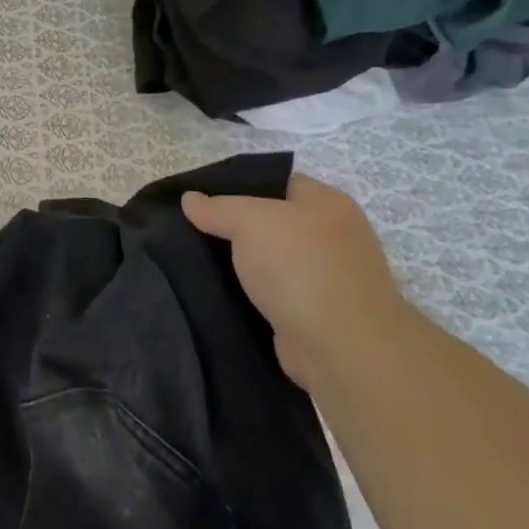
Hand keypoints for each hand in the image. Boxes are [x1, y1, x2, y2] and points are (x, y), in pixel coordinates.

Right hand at [182, 174, 408, 390]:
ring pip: (269, 262)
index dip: (240, 186)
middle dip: (234, 228)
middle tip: (190, 231)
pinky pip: (271, 295)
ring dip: (239, 266)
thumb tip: (189, 198)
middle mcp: (332, 236)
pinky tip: (217, 295)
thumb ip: (218, 208)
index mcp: (327, 203)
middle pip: (273, 223)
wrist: (340, 345)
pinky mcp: (312, 313)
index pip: (279, 183)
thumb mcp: (251, 222)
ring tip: (194, 263)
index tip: (201, 199)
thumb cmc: (300, 267)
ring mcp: (325, 277)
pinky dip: (248, 296)